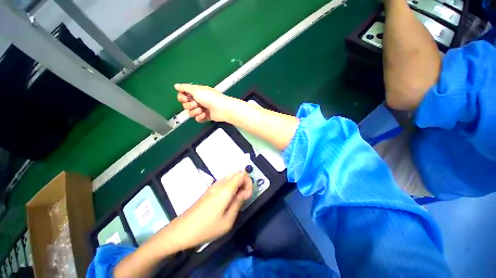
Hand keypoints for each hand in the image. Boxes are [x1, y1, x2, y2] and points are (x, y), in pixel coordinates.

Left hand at [169, 171, 252, 248]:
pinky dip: (231, 186)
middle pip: (236, 173)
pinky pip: (224, 181)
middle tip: (243, 197)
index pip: (242, 174)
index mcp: (225, 189)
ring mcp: (213, 185)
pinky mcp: (209, 189)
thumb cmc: (206, 228)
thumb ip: (238, 203)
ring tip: (237, 199)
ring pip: (230, 176)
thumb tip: (245, 192)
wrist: (182, 230)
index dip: (248, 182)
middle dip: (244, 182)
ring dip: (237, 184)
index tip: (247, 196)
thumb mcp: (227, 221)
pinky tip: (228, 199)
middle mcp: (220, 183)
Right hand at [175, 84, 232, 121]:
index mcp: (196, 92)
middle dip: (189, 105)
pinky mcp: (205, 116)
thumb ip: (185, 87)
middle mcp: (199, 100)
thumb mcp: (196, 89)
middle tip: (196, 103)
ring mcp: (202, 109)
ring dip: (195, 112)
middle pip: (185, 105)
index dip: (182, 98)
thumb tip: (176, 85)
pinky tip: (204, 115)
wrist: (222, 108)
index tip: (185, 98)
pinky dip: (200, 117)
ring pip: (191, 113)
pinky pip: (197, 119)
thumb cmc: (211, 98)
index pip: (183, 95)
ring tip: (201, 110)